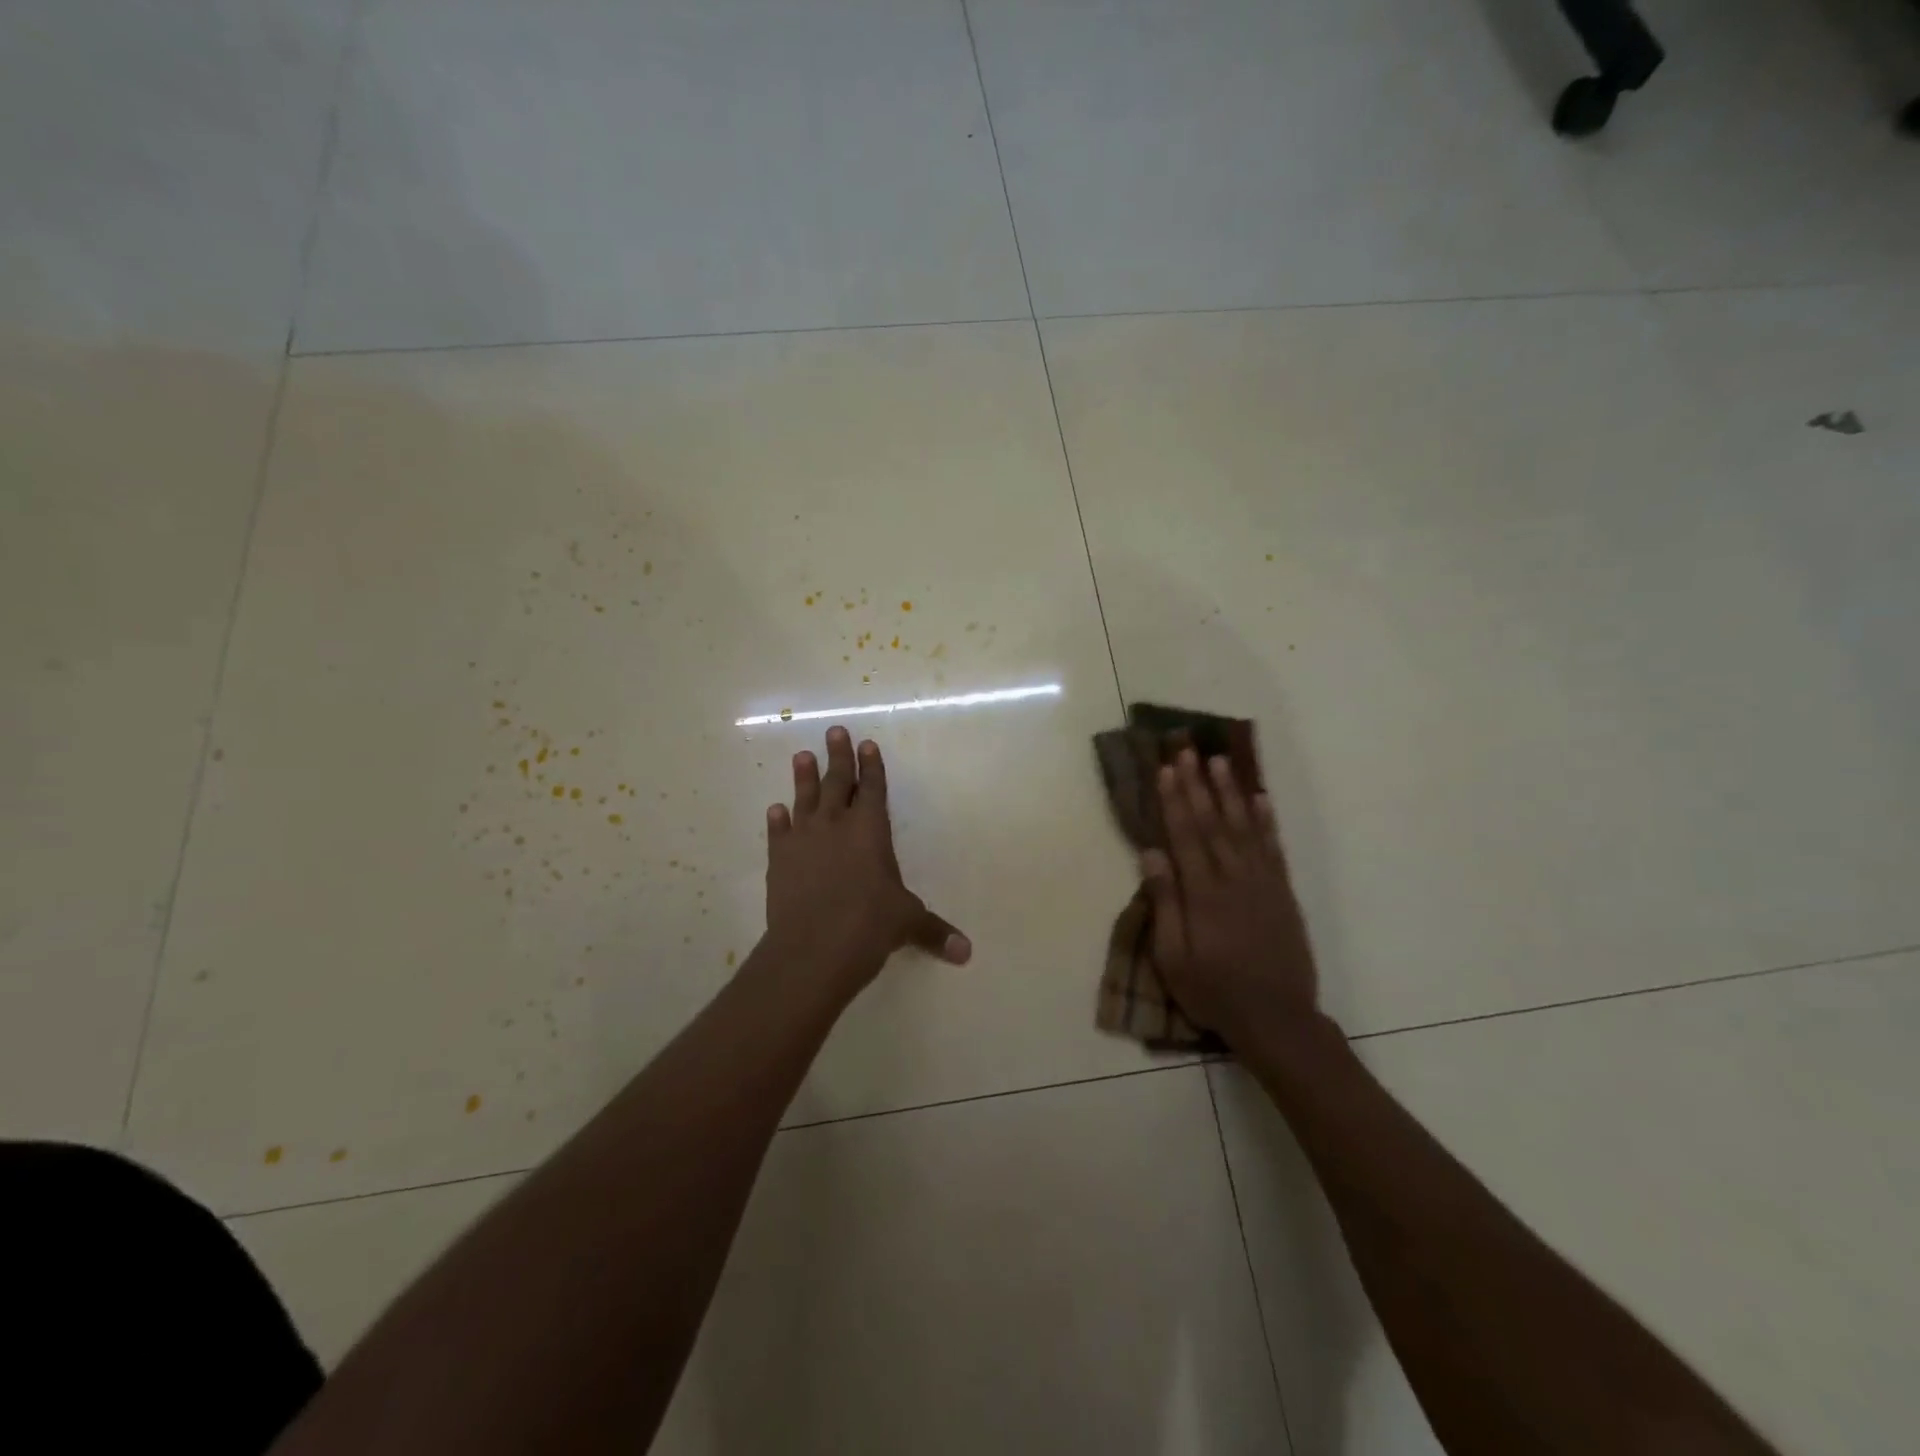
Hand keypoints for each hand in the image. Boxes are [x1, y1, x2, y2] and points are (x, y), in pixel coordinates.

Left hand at [762, 726, 969, 997]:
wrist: (813, 948)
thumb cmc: (868, 925)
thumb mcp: (907, 923)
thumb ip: (934, 931)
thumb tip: (967, 953)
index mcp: (870, 830)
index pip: (873, 789)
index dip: (872, 766)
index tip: (867, 743)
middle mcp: (836, 825)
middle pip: (837, 782)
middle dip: (838, 756)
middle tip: (834, 731)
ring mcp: (804, 840)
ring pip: (805, 799)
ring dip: (804, 777)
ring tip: (802, 756)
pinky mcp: (779, 860)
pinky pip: (778, 833)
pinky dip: (777, 821)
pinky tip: (775, 810)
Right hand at [1140, 749, 1319, 1044]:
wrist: (1277, 1019)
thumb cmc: (1214, 991)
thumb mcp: (1173, 958)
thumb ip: (1165, 902)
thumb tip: (1152, 853)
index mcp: (1204, 893)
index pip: (1185, 835)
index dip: (1174, 799)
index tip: (1166, 769)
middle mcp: (1234, 878)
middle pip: (1213, 822)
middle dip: (1198, 784)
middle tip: (1188, 750)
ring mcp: (1263, 883)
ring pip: (1244, 827)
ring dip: (1230, 792)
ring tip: (1220, 761)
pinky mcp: (1283, 893)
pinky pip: (1273, 848)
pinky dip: (1266, 821)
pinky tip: (1260, 799)